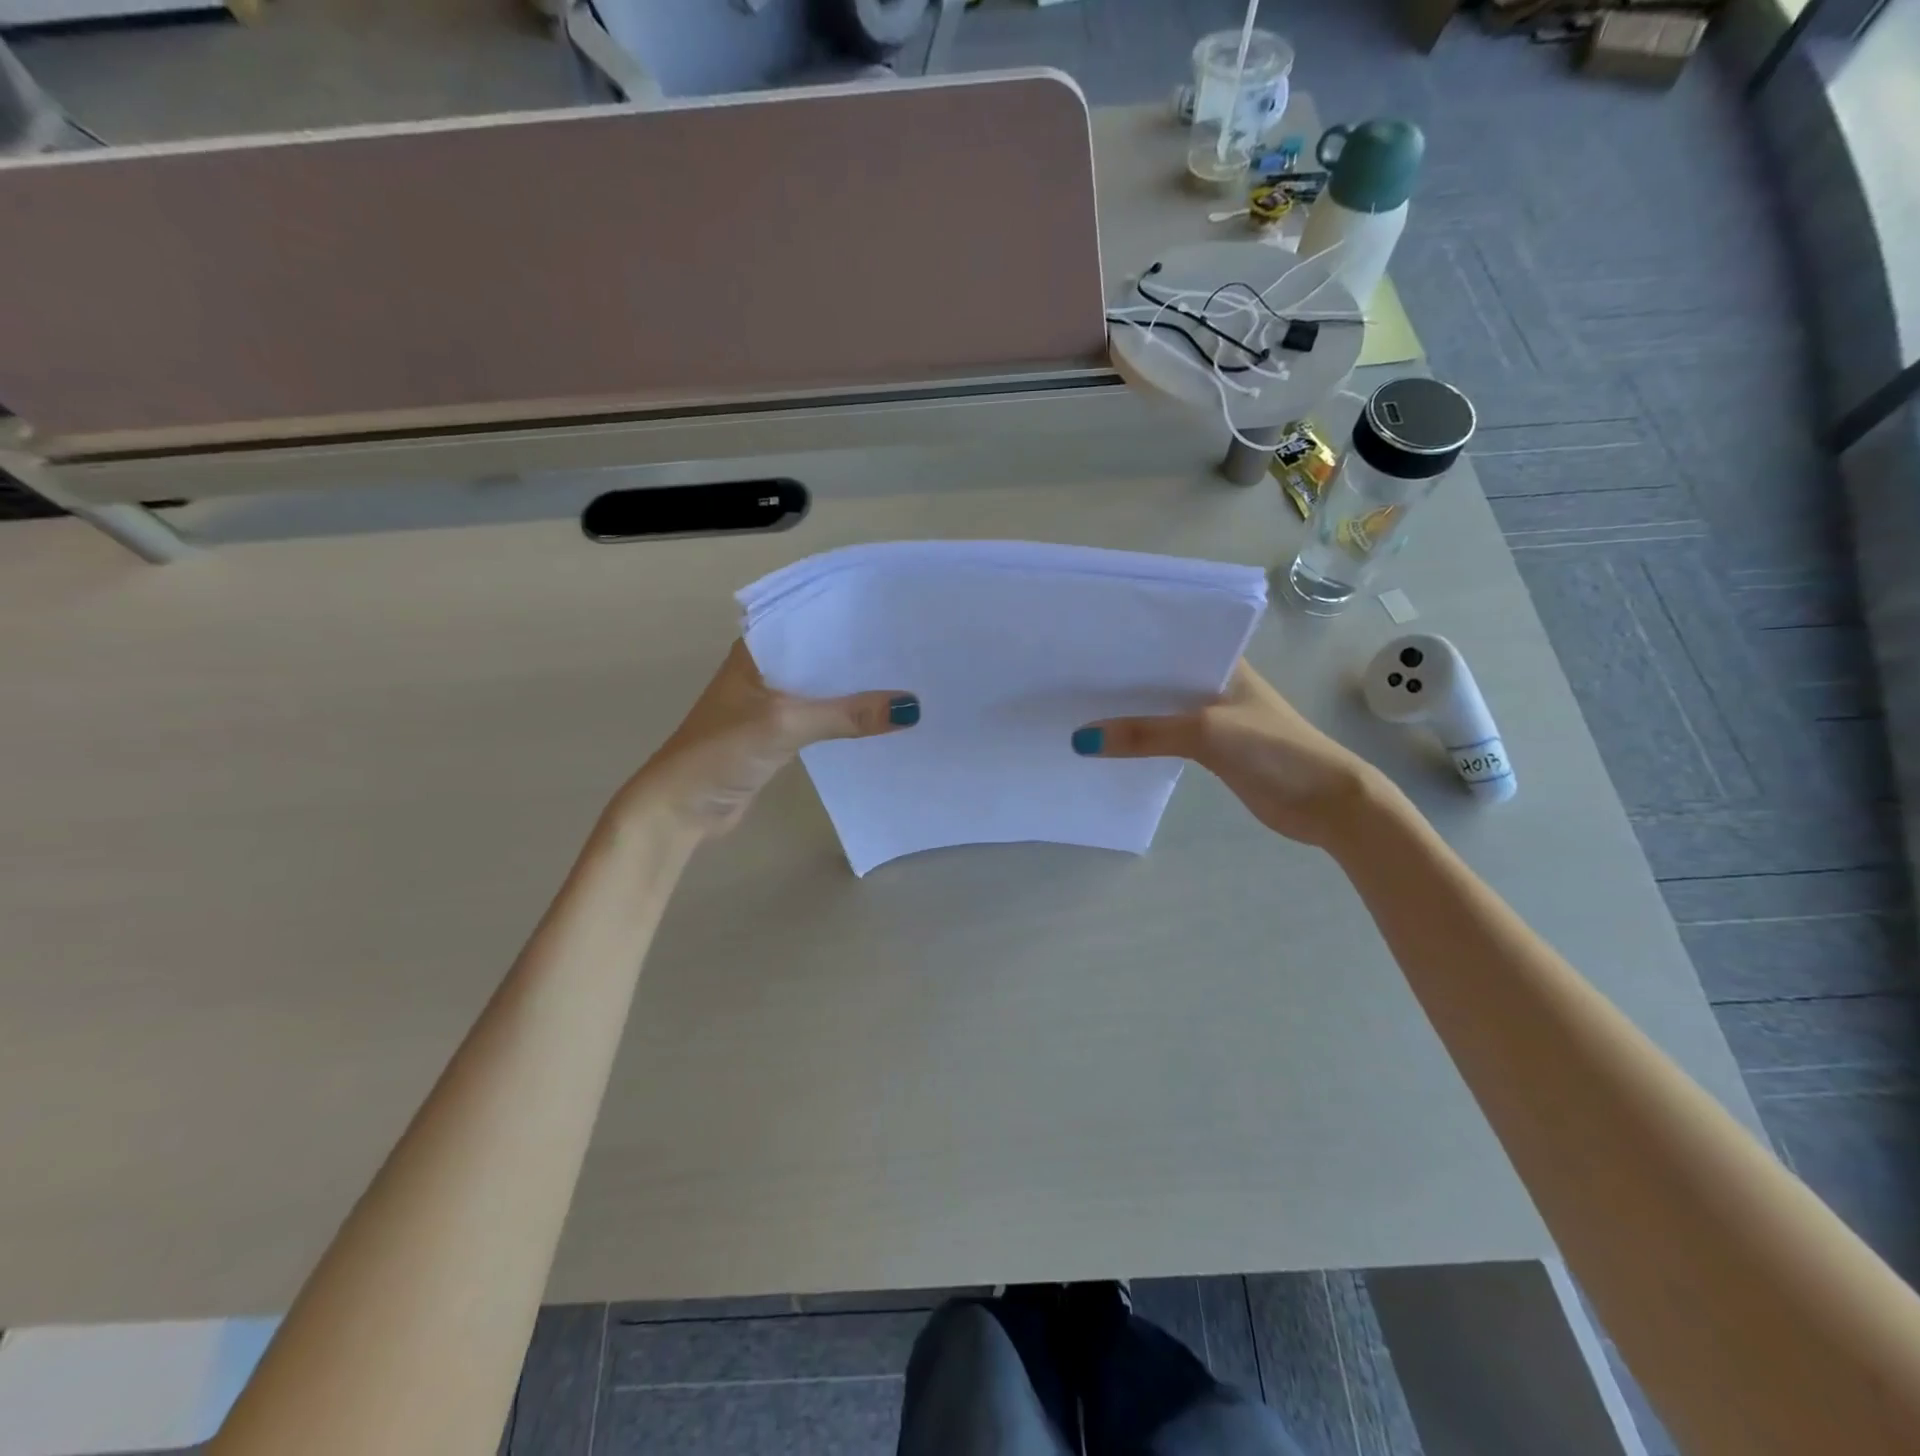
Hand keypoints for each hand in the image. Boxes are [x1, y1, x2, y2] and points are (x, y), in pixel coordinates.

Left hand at [620, 641, 917, 838]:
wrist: (682, 808)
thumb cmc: (722, 752)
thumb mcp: (786, 725)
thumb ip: (846, 715)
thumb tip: (911, 708)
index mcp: (758, 649)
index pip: (812, 620)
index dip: (852, 618)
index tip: (896, 614)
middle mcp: (767, 668)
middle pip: (824, 654)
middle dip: (862, 654)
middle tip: (915, 647)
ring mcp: (774, 702)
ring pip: (825, 687)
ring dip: (857, 688)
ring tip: (910, 679)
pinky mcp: (781, 733)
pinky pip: (823, 715)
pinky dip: (847, 716)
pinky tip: (881, 716)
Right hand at [1072, 660, 1383, 848]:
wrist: (1327, 803)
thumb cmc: (1274, 750)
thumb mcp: (1206, 732)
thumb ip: (1145, 733)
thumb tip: (1081, 740)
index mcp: (1224, 662)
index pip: (1169, 642)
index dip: (1130, 643)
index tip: (1085, 644)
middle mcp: (1216, 683)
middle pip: (1160, 677)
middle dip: (1121, 679)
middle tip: (1069, 677)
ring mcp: (1214, 718)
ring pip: (1161, 708)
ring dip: (1129, 712)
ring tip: (1077, 707)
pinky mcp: (1212, 750)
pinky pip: (1166, 737)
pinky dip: (1142, 739)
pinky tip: (1109, 742)